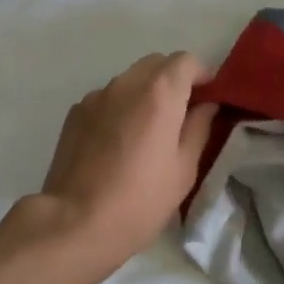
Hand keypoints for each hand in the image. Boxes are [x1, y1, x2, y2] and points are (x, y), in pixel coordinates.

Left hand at [32, 52, 218, 270]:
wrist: (75, 223)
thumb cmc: (141, 200)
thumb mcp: (184, 169)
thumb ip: (199, 127)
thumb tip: (206, 105)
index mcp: (159, 93)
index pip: (186, 61)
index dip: (202, 75)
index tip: (208, 99)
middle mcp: (126, 84)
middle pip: (156, 63)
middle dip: (174, 80)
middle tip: (181, 114)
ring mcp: (96, 96)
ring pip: (130, 80)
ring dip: (145, 93)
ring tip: (147, 130)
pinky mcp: (75, 113)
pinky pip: (107, 98)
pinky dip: (120, 107)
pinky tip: (119, 142)